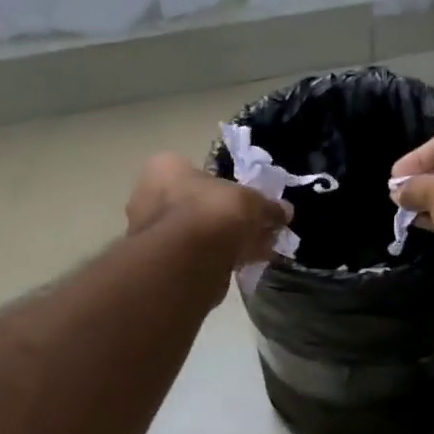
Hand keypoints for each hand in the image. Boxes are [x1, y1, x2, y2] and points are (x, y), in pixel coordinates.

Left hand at [126, 154, 291, 272]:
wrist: (185, 262)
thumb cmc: (212, 213)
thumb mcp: (251, 202)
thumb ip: (268, 206)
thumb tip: (285, 211)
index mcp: (165, 167)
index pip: (198, 170)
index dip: (227, 186)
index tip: (247, 202)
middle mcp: (149, 196)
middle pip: (199, 204)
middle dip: (228, 218)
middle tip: (256, 228)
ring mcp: (151, 233)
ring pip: (198, 233)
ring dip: (225, 241)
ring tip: (257, 250)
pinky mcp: (160, 264)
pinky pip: (196, 257)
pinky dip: (218, 260)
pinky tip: (244, 265)